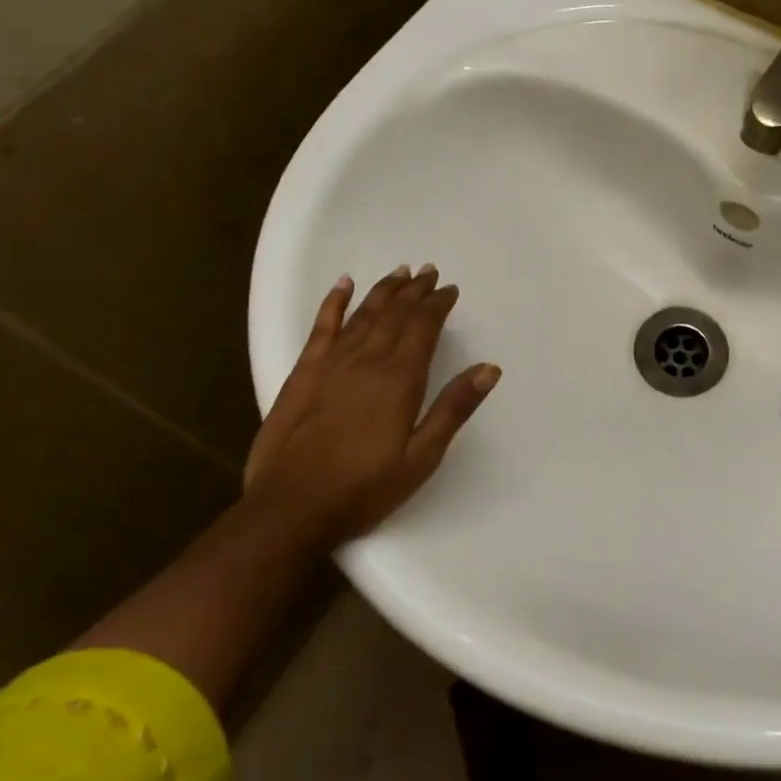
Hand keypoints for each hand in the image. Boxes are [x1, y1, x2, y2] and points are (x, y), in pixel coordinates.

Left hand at [245, 265, 500, 544]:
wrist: (290, 509)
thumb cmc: (364, 488)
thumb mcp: (421, 457)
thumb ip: (453, 408)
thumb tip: (490, 368)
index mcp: (399, 379)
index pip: (423, 327)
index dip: (437, 305)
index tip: (450, 289)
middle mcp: (366, 360)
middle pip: (395, 314)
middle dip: (414, 290)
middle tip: (429, 271)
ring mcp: (331, 363)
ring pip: (363, 314)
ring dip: (384, 290)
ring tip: (400, 271)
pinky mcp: (303, 373)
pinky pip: (322, 326)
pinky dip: (334, 302)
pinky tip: (344, 284)